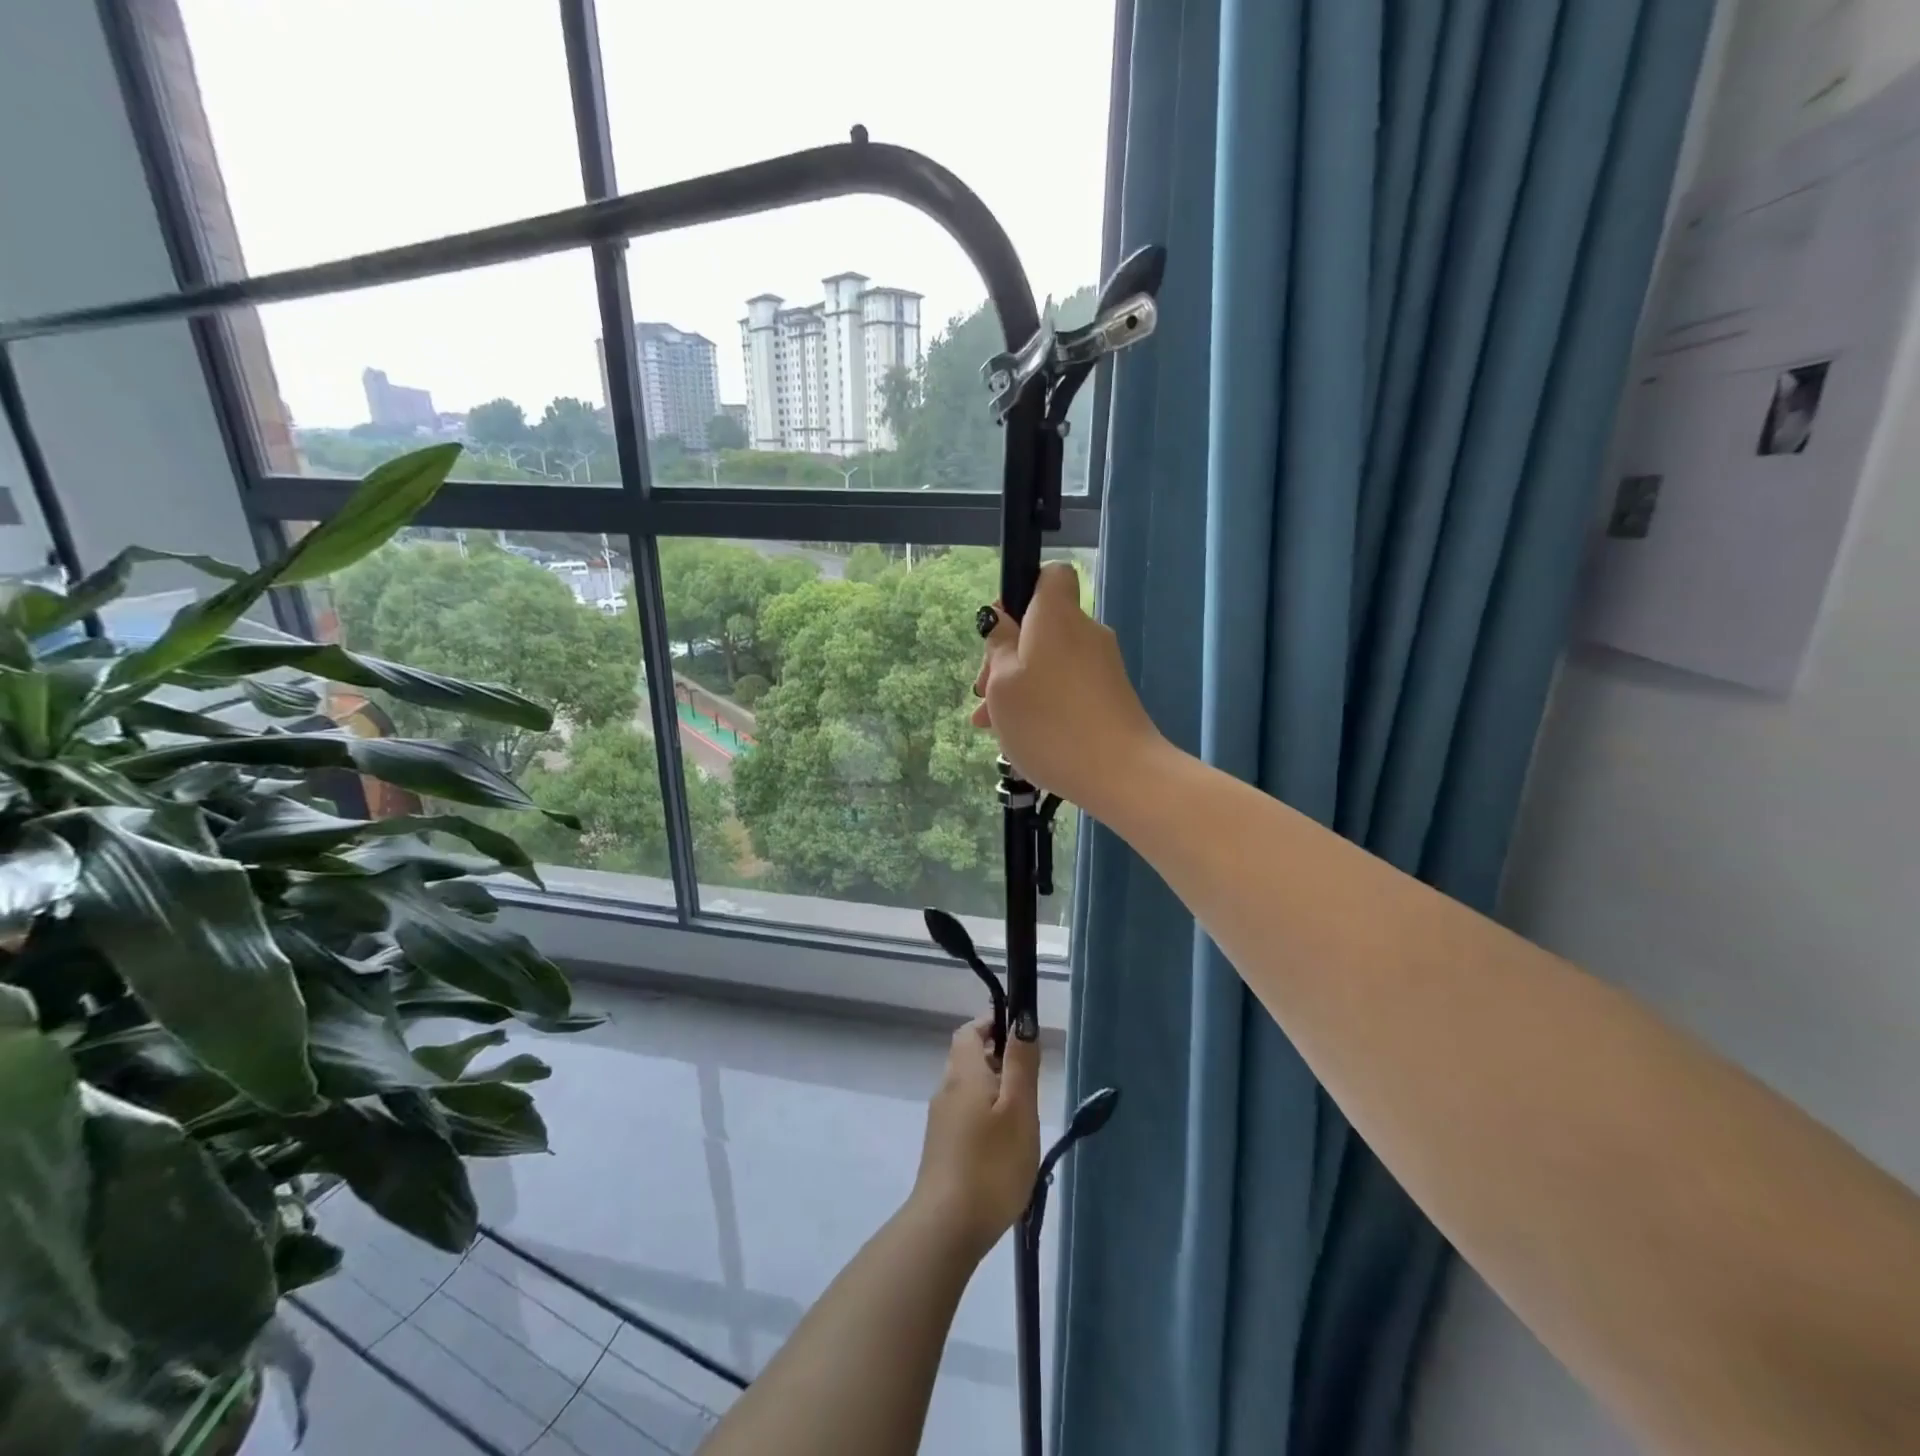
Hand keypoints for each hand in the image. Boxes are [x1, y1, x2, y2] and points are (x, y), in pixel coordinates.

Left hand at [909, 1019, 1040, 1257]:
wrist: (946, 1228)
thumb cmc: (991, 1164)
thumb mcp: (1018, 1109)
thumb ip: (1021, 1064)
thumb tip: (1021, 1021)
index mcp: (963, 1072)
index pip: (970, 1030)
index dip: (993, 1025)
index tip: (1020, 1038)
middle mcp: (946, 1089)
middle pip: (969, 1059)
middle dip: (1000, 1062)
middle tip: (1030, 1087)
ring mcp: (941, 1121)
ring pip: (969, 1090)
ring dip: (995, 1093)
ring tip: (1024, 1120)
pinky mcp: (942, 1149)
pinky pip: (966, 1116)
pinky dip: (986, 1118)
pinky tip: (1006, 1148)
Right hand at [971, 562, 1163, 816]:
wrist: (1119, 772)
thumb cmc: (1049, 722)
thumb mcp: (1002, 684)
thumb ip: (998, 646)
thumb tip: (1002, 621)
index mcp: (1057, 616)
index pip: (1050, 575)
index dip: (1022, 593)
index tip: (1000, 630)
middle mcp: (1085, 631)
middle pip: (1041, 627)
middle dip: (1006, 656)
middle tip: (982, 695)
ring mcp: (1101, 665)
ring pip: (1049, 662)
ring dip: (1018, 687)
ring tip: (992, 727)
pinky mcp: (1110, 695)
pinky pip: (1066, 686)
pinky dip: (1043, 703)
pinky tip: (1022, 739)